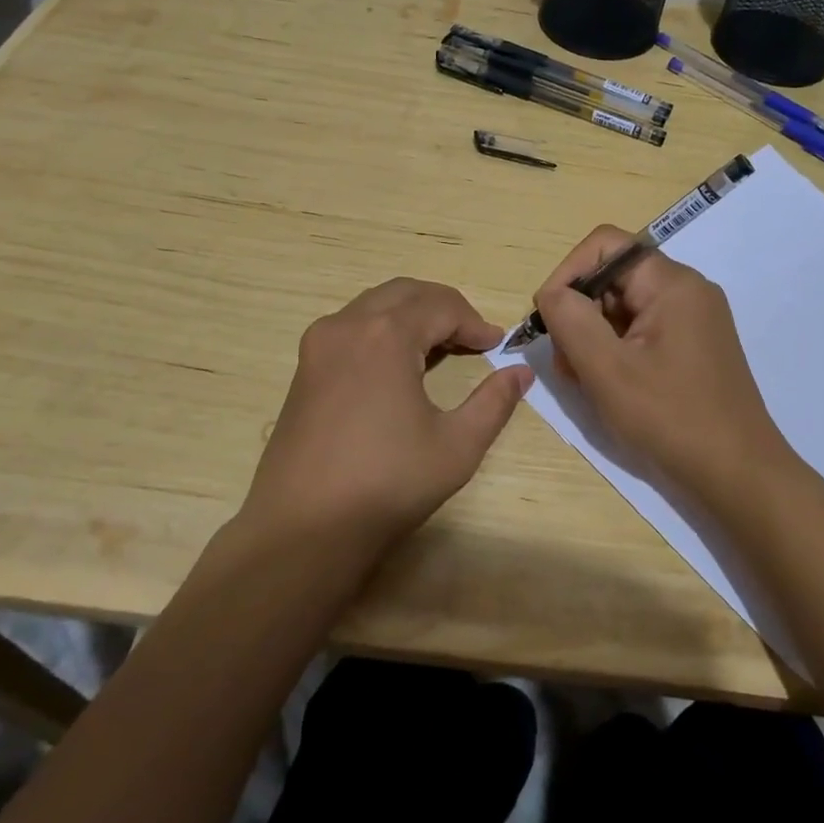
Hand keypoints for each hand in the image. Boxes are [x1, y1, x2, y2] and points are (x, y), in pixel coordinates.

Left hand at [241, 279, 532, 556]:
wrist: (302, 529)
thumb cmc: (387, 484)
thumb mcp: (457, 446)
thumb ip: (494, 402)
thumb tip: (521, 373)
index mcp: (386, 335)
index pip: (442, 307)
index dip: (475, 323)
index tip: (498, 345)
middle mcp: (348, 325)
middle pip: (406, 293)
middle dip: (444, 308)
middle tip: (473, 337)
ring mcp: (319, 344)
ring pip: (375, 304)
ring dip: (412, 314)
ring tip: (441, 346)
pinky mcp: (304, 367)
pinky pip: (352, 326)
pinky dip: (383, 329)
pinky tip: (399, 363)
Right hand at [535, 226, 789, 496]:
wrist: (739, 475)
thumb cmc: (671, 417)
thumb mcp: (607, 368)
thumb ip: (570, 320)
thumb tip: (552, 294)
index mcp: (672, 283)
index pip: (605, 246)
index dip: (567, 273)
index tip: (549, 319)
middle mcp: (687, 290)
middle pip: (613, 277)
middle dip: (579, 313)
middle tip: (566, 363)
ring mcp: (694, 319)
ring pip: (624, 307)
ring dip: (593, 337)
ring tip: (584, 381)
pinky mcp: (694, 346)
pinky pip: (642, 330)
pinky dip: (616, 351)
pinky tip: (608, 386)